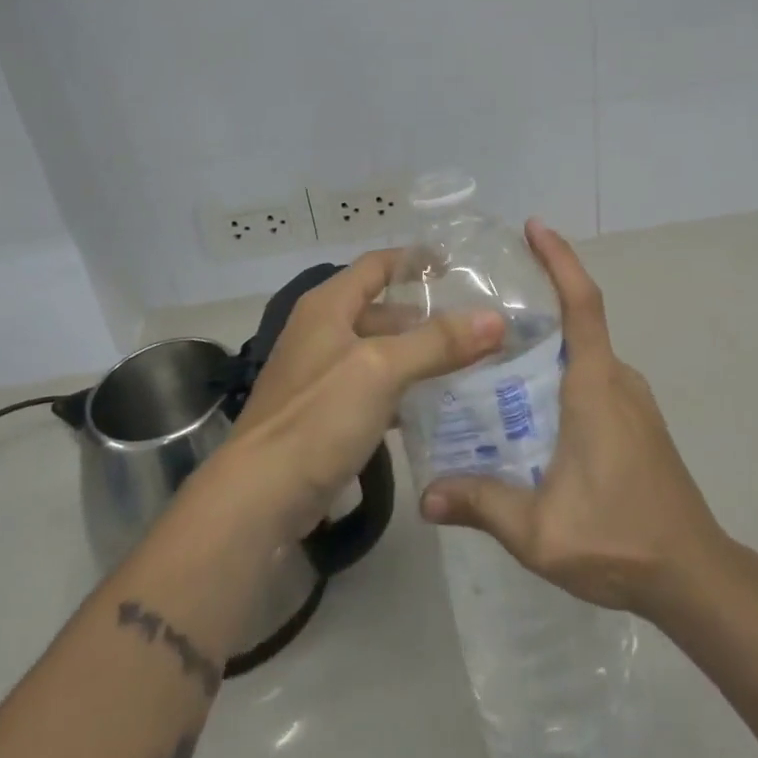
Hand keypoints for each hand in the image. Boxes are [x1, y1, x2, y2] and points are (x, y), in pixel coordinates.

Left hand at [224, 250, 505, 539]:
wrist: (260, 497)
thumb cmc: (318, 417)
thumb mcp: (381, 369)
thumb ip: (438, 342)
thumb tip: (497, 319)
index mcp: (328, 306)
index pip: (377, 265)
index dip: (415, 260)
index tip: (458, 267)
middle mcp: (322, 332)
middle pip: (381, 310)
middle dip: (426, 315)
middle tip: (475, 324)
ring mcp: (321, 375)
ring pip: (380, 352)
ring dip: (418, 354)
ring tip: (467, 362)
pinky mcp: (326, 414)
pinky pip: (373, 388)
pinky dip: (402, 389)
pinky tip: (433, 404)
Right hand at [419, 222, 725, 622]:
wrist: (695, 575)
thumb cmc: (620, 540)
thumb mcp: (539, 531)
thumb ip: (481, 505)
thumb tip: (425, 497)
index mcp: (596, 387)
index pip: (582, 303)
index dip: (560, 259)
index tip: (535, 227)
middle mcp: (618, 380)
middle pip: (577, 322)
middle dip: (536, 303)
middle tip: (479, 305)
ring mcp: (633, 401)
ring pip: (584, 354)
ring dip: (546, 344)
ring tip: (491, 354)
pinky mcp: (638, 422)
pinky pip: (594, 378)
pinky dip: (560, 371)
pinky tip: (529, 404)